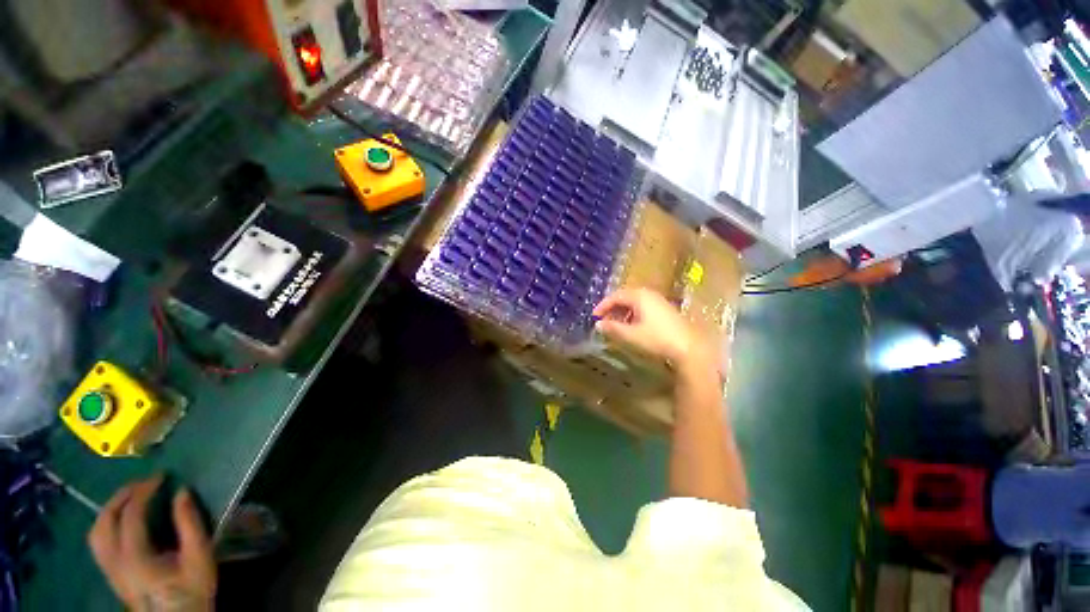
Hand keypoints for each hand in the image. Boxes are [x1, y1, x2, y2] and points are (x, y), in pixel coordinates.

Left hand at [88, 476, 215, 611]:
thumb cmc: (191, 590)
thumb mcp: (199, 557)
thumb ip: (190, 524)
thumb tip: (182, 492)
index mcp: (134, 558)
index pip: (130, 515)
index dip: (144, 491)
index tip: (162, 477)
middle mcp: (114, 561)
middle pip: (105, 521)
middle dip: (121, 496)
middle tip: (143, 483)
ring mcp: (109, 570)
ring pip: (96, 532)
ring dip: (110, 509)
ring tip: (131, 497)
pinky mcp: (111, 574)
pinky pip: (99, 542)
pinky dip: (107, 524)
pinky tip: (123, 522)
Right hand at [593, 288, 714, 372]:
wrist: (689, 348)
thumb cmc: (657, 339)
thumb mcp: (631, 335)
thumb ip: (612, 328)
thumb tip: (598, 324)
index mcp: (639, 296)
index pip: (615, 296)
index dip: (603, 306)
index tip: (594, 317)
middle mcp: (649, 294)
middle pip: (625, 297)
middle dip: (612, 309)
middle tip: (604, 321)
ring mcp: (659, 301)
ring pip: (635, 303)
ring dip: (623, 313)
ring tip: (616, 326)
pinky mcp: (666, 310)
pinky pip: (643, 307)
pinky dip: (633, 315)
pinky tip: (633, 327)